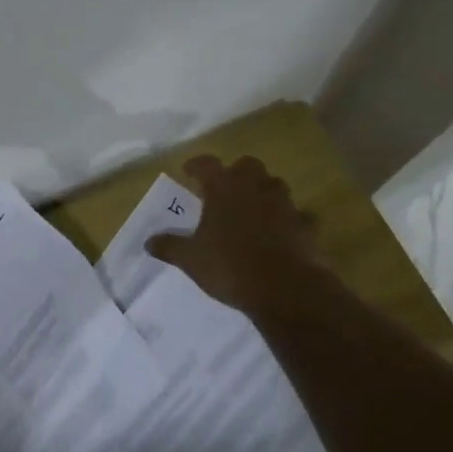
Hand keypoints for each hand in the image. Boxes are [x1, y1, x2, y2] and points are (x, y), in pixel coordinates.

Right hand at [145, 155, 315, 313]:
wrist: (284, 287)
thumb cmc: (229, 265)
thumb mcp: (191, 259)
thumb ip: (169, 247)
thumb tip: (148, 242)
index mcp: (224, 188)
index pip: (207, 164)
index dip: (196, 165)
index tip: (187, 170)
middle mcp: (254, 187)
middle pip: (247, 165)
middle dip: (237, 172)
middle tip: (226, 188)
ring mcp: (283, 204)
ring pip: (275, 184)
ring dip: (264, 191)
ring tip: (254, 207)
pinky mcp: (304, 225)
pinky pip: (298, 215)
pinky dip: (290, 220)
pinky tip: (283, 231)